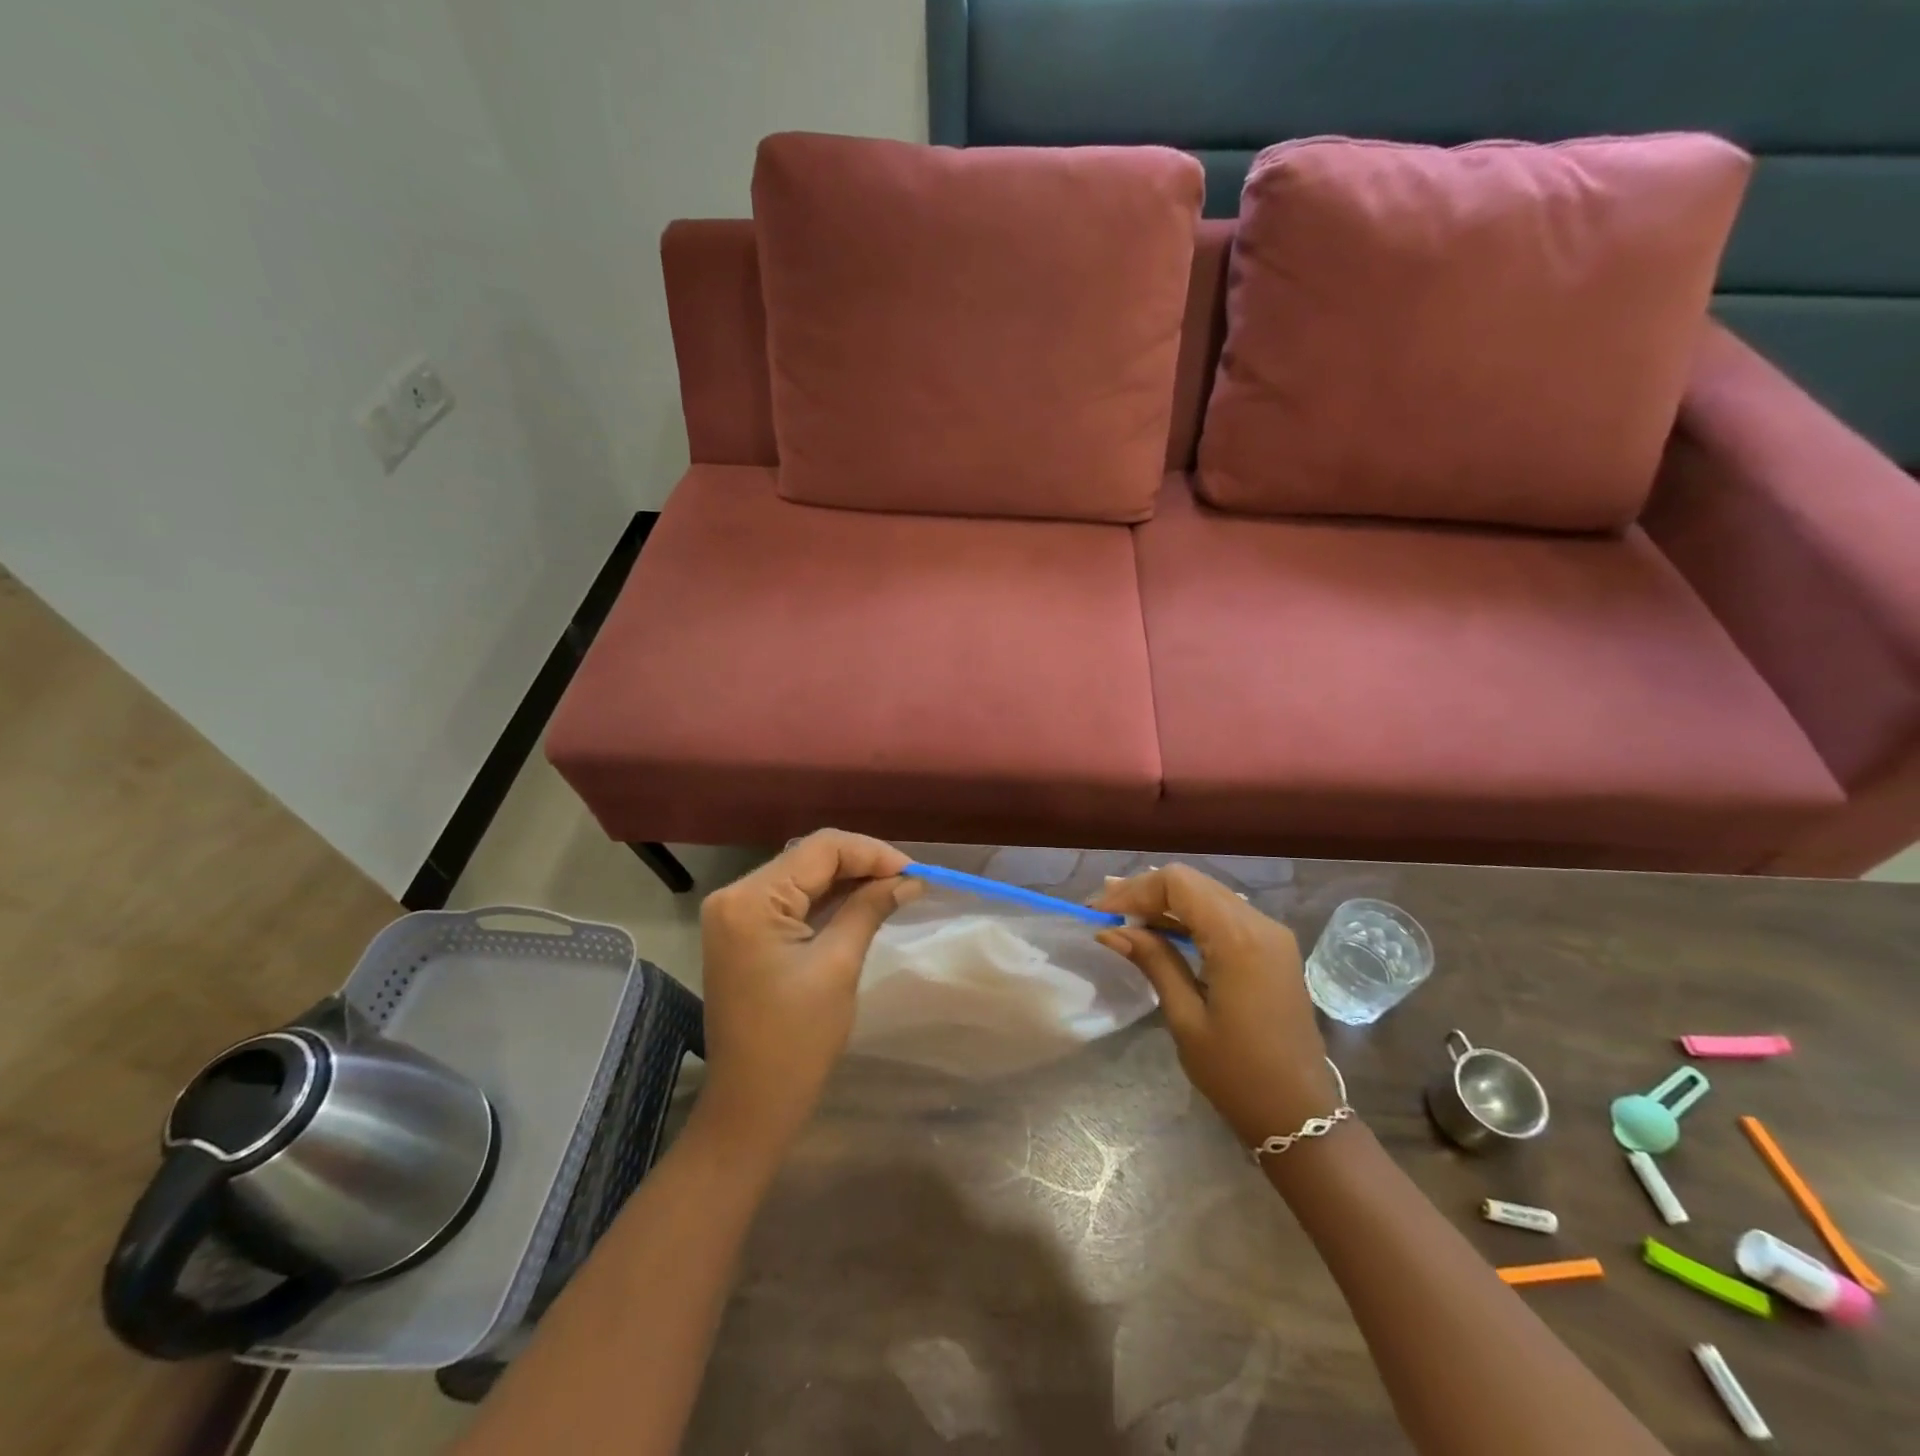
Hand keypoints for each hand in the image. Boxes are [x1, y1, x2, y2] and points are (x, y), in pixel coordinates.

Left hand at [694, 830, 916, 1159]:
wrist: (751, 1105)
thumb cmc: (796, 1041)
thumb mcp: (838, 966)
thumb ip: (870, 909)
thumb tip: (908, 879)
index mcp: (750, 900)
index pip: (820, 849)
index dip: (872, 853)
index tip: (915, 871)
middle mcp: (734, 895)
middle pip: (809, 857)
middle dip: (862, 864)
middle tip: (909, 880)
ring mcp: (735, 914)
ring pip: (803, 876)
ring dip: (848, 879)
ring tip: (894, 888)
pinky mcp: (743, 932)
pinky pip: (791, 900)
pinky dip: (828, 899)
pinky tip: (863, 902)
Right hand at [1093, 865, 1336, 1144]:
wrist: (1300, 1115)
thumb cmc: (1237, 1074)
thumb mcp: (1185, 1018)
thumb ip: (1153, 961)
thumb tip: (1111, 930)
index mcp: (1238, 938)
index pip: (1178, 884)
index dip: (1134, 890)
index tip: (1100, 910)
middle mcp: (1260, 923)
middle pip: (1193, 882)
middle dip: (1146, 892)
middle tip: (1105, 910)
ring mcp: (1272, 934)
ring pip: (1209, 894)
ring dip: (1166, 902)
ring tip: (1124, 916)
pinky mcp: (1274, 948)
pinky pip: (1225, 913)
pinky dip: (1190, 916)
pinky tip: (1162, 931)